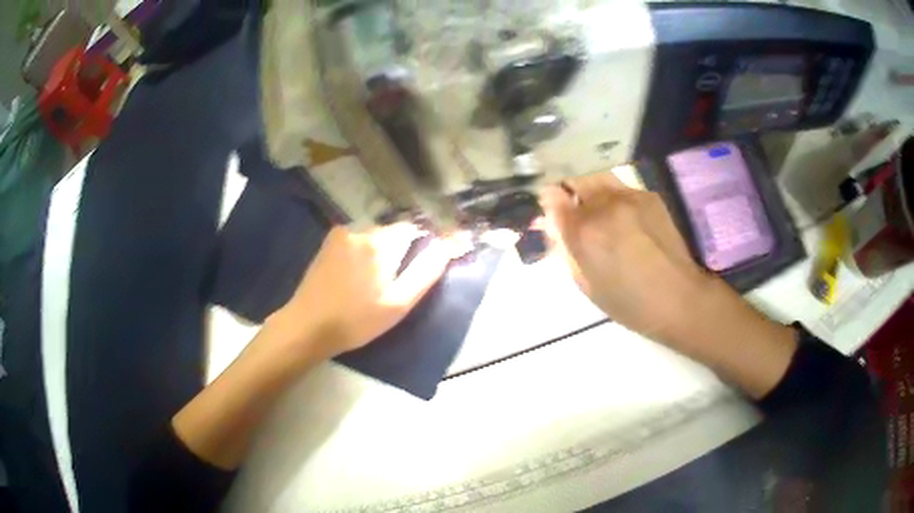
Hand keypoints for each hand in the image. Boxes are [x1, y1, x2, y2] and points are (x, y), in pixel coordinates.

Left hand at [266, 224, 456, 364]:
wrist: (308, 327)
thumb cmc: (357, 320)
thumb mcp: (398, 303)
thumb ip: (425, 271)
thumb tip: (448, 246)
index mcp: (380, 242)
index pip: (412, 229)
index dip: (421, 245)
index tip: (417, 267)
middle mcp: (360, 229)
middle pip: (391, 232)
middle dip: (398, 252)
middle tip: (392, 284)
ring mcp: (340, 235)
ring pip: (372, 237)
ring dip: (379, 253)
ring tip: (371, 284)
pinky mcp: (327, 244)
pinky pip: (355, 241)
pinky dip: (362, 253)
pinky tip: (354, 278)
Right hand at [541, 171, 796, 397]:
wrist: (680, 298)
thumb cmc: (630, 303)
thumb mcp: (586, 284)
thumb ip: (565, 248)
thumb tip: (552, 223)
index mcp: (585, 232)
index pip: (551, 197)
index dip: (547, 202)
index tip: (549, 211)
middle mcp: (604, 205)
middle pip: (573, 177)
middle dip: (566, 189)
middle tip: (570, 208)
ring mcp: (629, 196)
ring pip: (596, 176)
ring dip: (588, 188)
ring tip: (595, 210)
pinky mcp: (649, 195)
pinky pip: (619, 187)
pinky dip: (612, 197)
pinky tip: (623, 219)